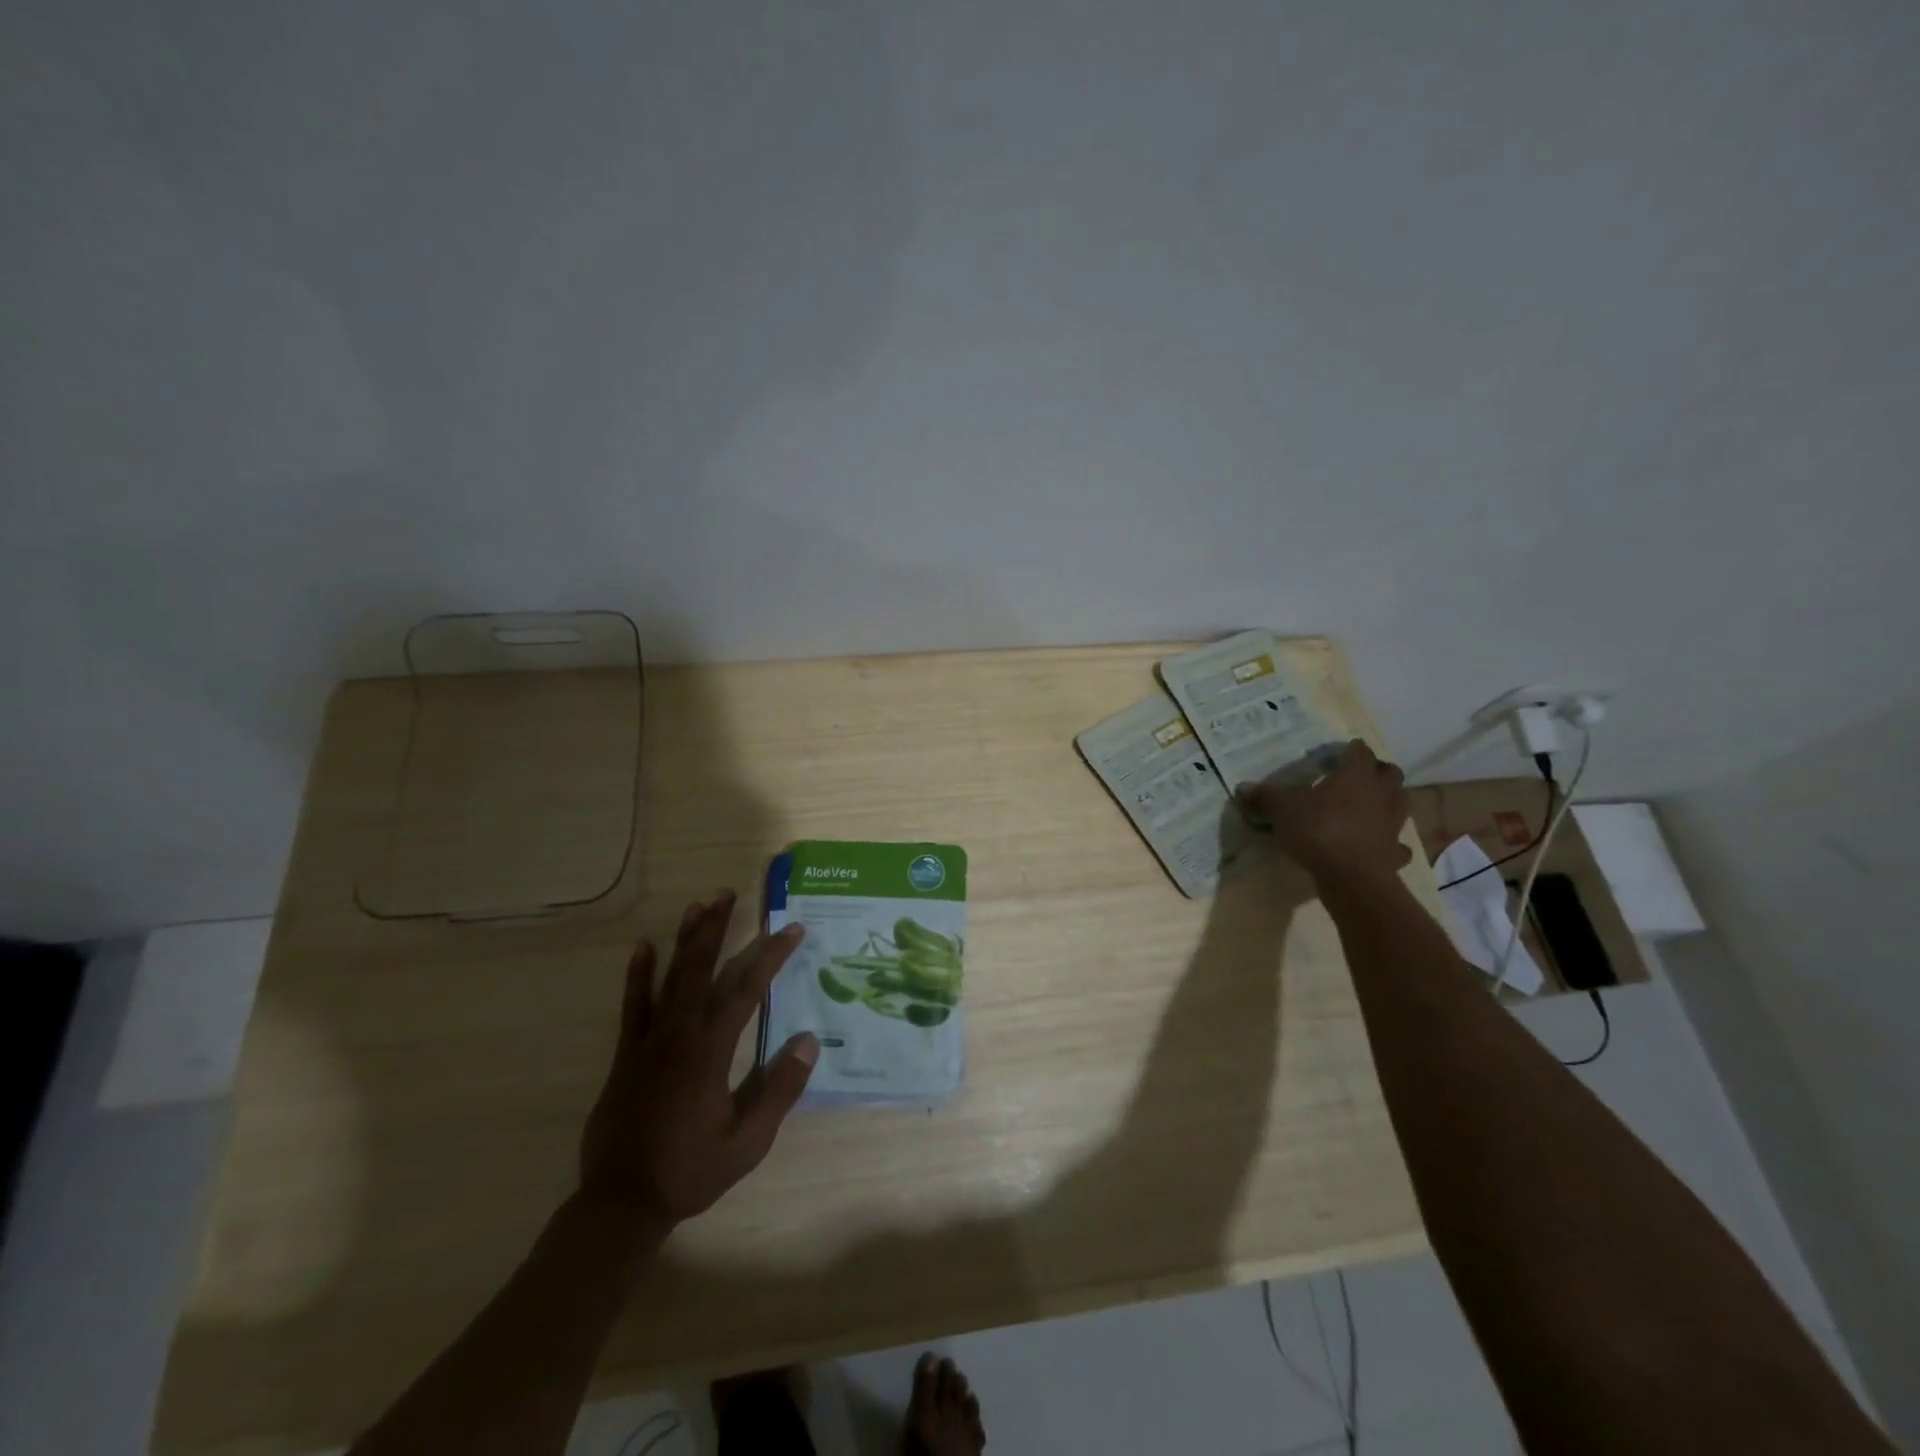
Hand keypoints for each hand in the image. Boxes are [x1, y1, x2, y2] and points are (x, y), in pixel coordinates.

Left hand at [578, 891, 818, 1228]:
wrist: (621, 1203)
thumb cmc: (690, 1170)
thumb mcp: (748, 1141)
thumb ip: (780, 1090)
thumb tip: (808, 1040)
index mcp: (711, 1052)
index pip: (746, 990)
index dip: (770, 956)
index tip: (791, 930)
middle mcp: (679, 1035)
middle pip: (701, 969)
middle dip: (717, 928)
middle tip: (729, 894)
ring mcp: (648, 1041)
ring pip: (670, 978)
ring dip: (685, 940)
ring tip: (698, 905)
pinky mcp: (627, 1054)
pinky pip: (633, 1005)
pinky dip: (638, 974)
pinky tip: (643, 947)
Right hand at [1237, 739, 1412, 883]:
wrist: (1352, 877)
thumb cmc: (1318, 829)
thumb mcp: (1281, 808)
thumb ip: (1264, 796)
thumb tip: (1243, 787)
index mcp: (1356, 775)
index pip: (1360, 752)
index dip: (1351, 749)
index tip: (1341, 751)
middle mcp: (1381, 794)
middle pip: (1390, 774)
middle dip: (1378, 771)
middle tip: (1359, 775)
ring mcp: (1392, 824)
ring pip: (1399, 805)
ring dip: (1387, 802)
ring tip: (1368, 806)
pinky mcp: (1394, 853)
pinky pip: (1396, 844)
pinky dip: (1389, 842)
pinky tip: (1376, 844)